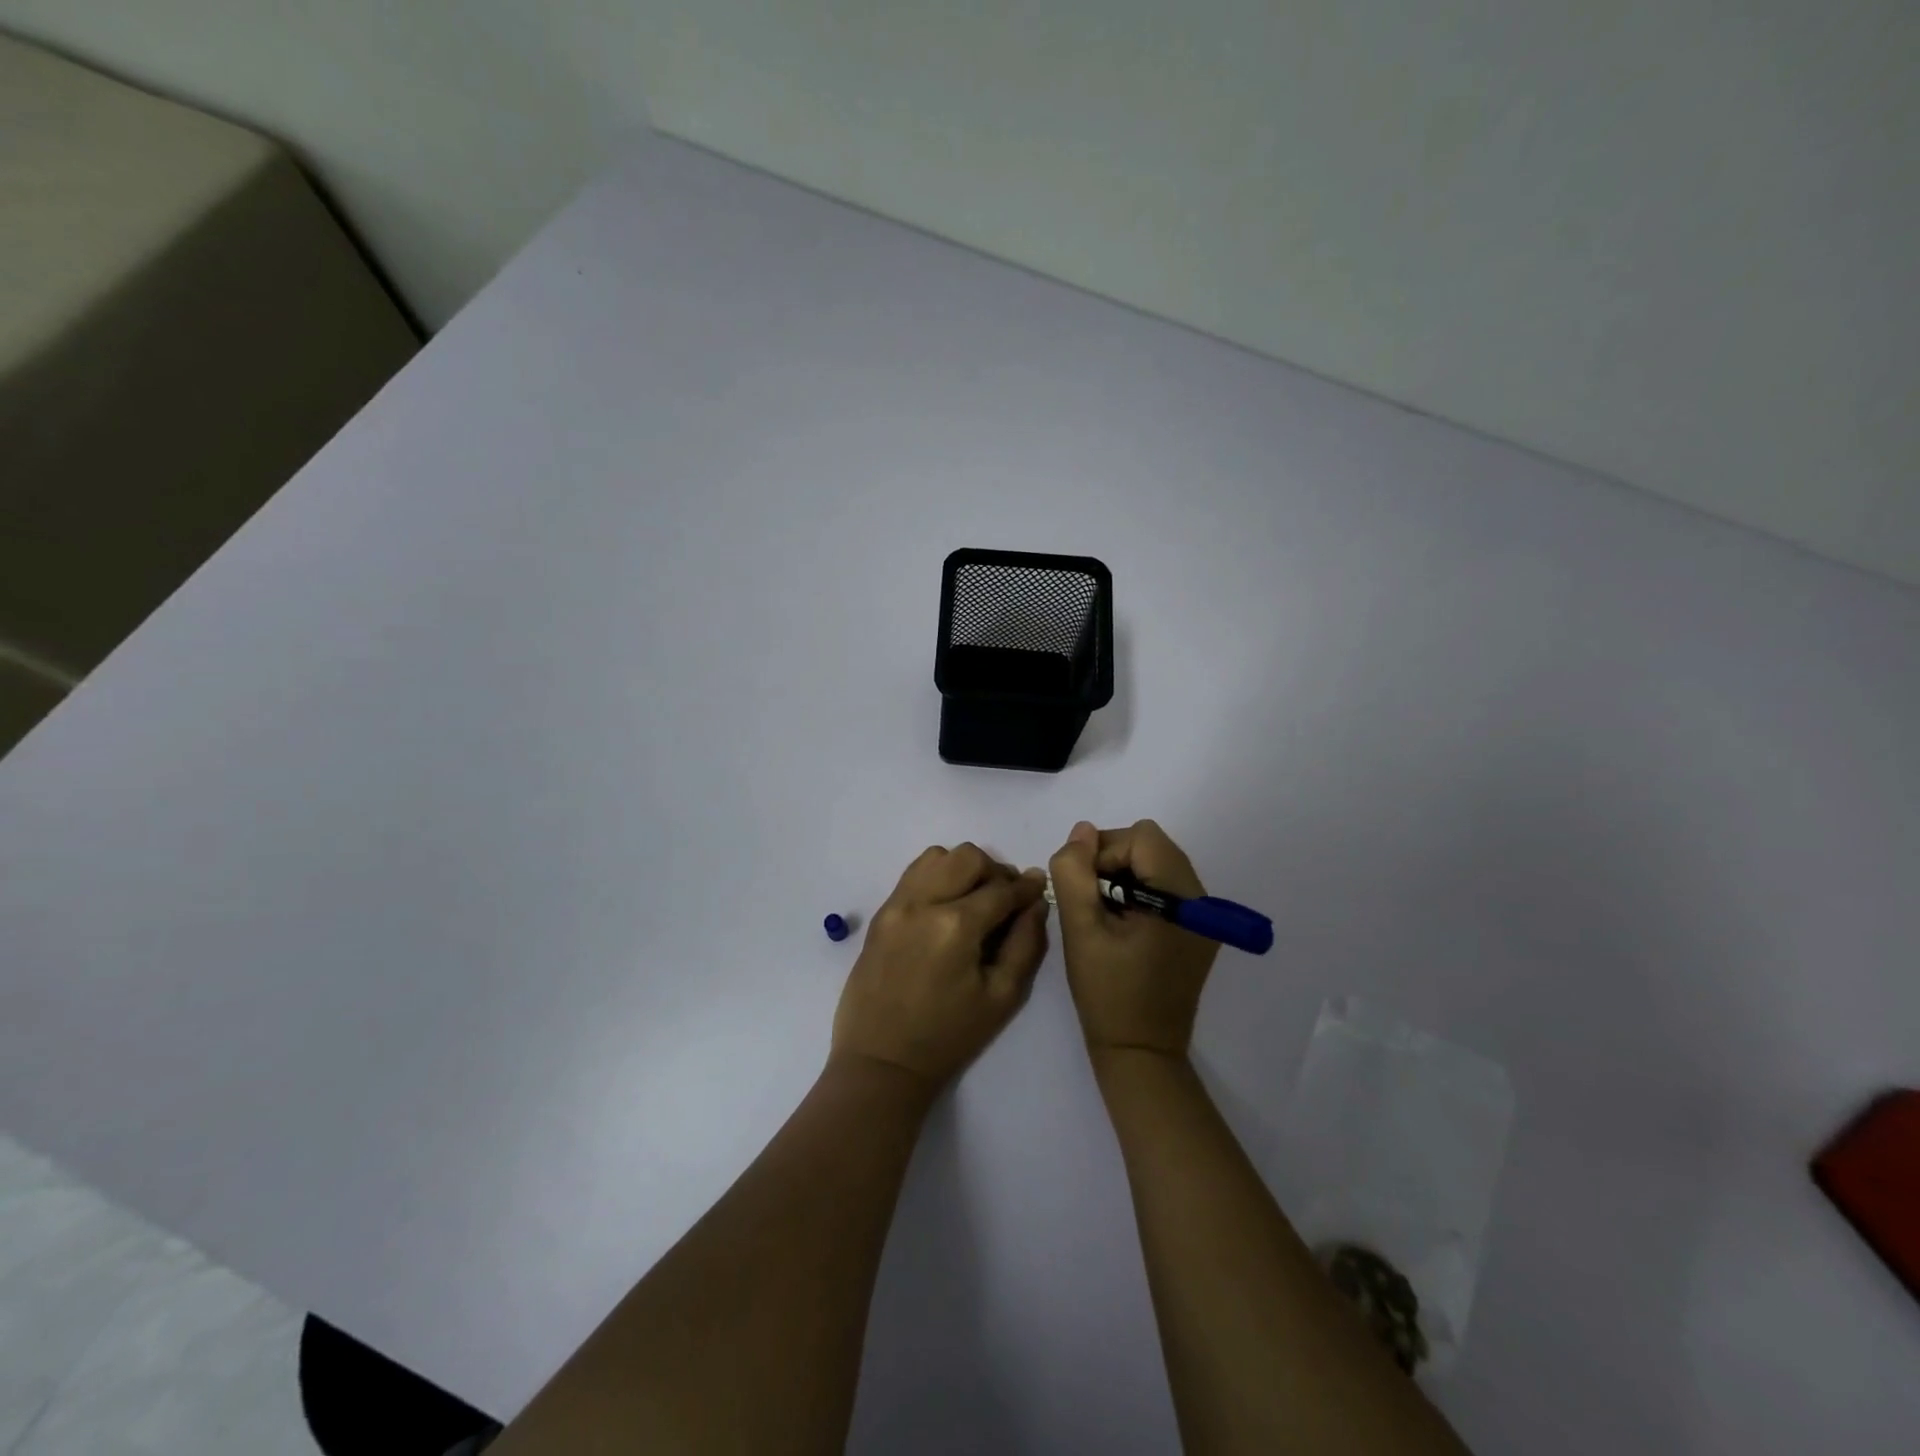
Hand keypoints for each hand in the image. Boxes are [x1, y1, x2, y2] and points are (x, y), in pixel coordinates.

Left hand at [831, 843, 1049, 1089]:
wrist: (882, 1059)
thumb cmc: (948, 1035)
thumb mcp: (1002, 996)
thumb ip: (1026, 943)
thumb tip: (1037, 901)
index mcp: (956, 926)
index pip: (1001, 889)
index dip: (1026, 887)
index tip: (1038, 888)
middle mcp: (923, 902)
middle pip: (968, 857)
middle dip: (994, 872)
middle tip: (1005, 899)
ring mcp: (897, 904)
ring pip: (937, 856)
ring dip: (963, 868)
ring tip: (973, 899)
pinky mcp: (881, 912)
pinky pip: (913, 873)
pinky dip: (936, 876)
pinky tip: (945, 905)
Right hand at [1049, 819, 1219, 1058]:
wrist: (1140, 1052)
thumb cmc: (1107, 993)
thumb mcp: (1080, 929)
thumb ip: (1075, 873)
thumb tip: (1082, 831)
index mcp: (1181, 898)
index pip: (1140, 838)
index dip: (1103, 854)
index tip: (1084, 892)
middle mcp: (1202, 899)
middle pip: (1152, 846)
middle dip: (1113, 862)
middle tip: (1092, 902)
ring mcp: (1204, 915)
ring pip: (1157, 863)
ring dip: (1124, 876)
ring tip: (1106, 915)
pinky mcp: (1198, 929)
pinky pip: (1165, 887)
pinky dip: (1139, 892)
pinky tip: (1123, 926)